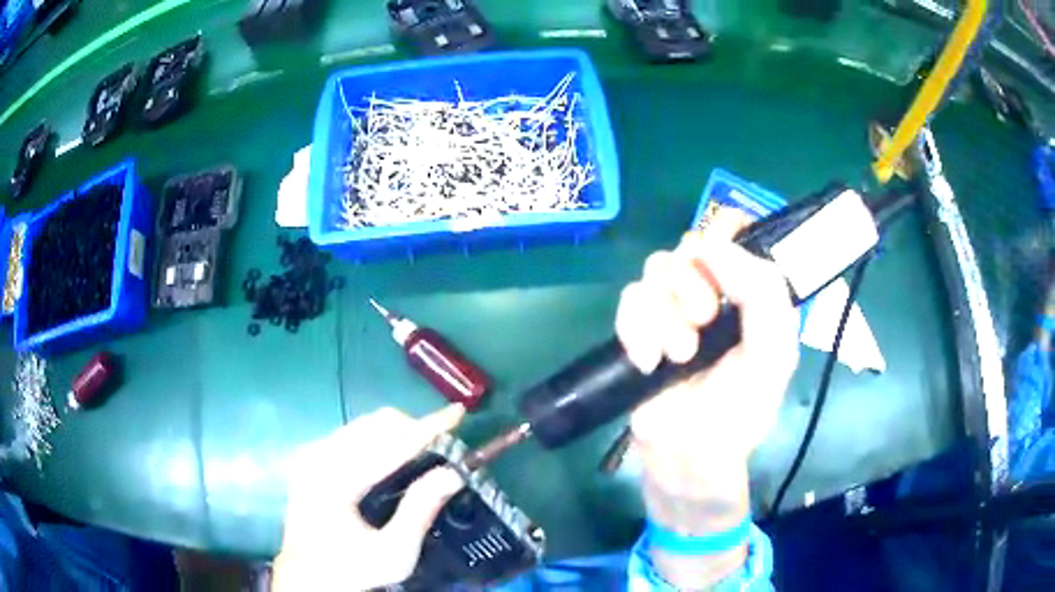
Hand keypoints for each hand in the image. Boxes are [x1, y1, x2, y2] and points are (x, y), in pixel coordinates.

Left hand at [273, 405, 465, 590]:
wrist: (308, 575)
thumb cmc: (354, 569)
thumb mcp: (395, 554)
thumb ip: (420, 512)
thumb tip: (452, 474)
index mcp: (336, 483)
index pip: (390, 445)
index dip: (428, 427)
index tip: (457, 412)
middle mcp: (319, 459)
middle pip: (375, 424)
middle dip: (413, 428)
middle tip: (442, 447)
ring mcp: (312, 455)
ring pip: (363, 424)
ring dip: (397, 431)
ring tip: (422, 452)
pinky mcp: (311, 458)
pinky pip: (352, 433)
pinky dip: (379, 438)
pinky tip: (393, 458)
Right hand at [616, 210, 799, 472]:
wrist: (688, 456)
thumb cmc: (740, 410)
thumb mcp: (773, 353)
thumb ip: (763, 293)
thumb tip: (713, 243)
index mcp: (749, 295)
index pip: (732, 236)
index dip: (721, 237)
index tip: (718, 269)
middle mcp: (711, 293)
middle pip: (688, 247)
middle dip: (693, 285)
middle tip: (704, 322)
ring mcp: (672, 310)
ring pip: (656, 270)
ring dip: (666, 315)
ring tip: (679, 356)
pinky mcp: (638, 329)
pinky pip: (629, 300)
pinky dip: (637, 330)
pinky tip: (649, 362)